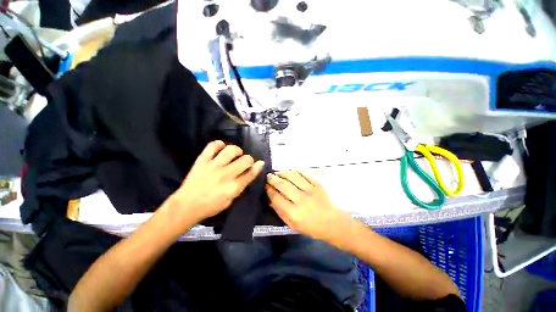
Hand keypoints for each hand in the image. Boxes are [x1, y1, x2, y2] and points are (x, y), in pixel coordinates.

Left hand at [167, 141, 263, 228]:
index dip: (257, 167)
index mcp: (233, 187)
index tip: (260, 163)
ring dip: (237, 150)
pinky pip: (213, 145)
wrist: (187, 205)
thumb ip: (242, 184)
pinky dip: (220, 144)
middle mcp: (225, 174)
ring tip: (235, 154)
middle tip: (244, 163)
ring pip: (231, 150)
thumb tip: (252, 170)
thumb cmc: (212, 205)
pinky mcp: (202, 160)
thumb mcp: (231, 198)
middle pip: (245, 160)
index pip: (250, 173)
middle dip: (249, 160)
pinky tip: (222, 148)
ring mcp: (213, 166)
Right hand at [265, 171, 353, 242]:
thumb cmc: (311, 227)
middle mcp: (301, 200)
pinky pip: (304, 175)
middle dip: (273, 179)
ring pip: (293, 177)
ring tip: (278, 173)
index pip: (277, 198)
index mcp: (294, 213)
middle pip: (283, 186)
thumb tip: (270, 199)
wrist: (333, 223)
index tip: (265, 185)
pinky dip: (296, 172)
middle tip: (268, 176)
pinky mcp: (317, 185)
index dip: (269, 190)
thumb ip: (280, 212)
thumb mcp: (292, 225)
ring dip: (283, 173)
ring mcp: (310, 191)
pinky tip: (291, 172)